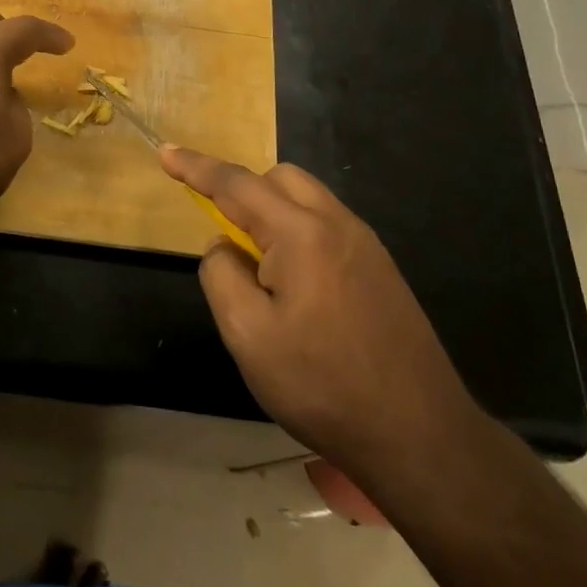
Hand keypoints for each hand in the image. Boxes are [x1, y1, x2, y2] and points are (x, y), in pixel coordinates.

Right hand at [161, 147, 482, 480]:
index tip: (166, 151)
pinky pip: (327, 224)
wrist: (420, 435)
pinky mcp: (381, 268)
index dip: (196, 166)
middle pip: (278, 178)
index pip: (236, 184)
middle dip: (242, 189)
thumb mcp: (248, 336)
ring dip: (272, 210)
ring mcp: (366, 244)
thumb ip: (221, 275)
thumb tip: (224, 245)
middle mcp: (337, 223)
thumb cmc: (323, 385)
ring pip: (307, 198)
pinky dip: (299, 231)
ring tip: (260, 266)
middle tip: (223, 233)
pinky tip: (298, 285)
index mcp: (300, 232)